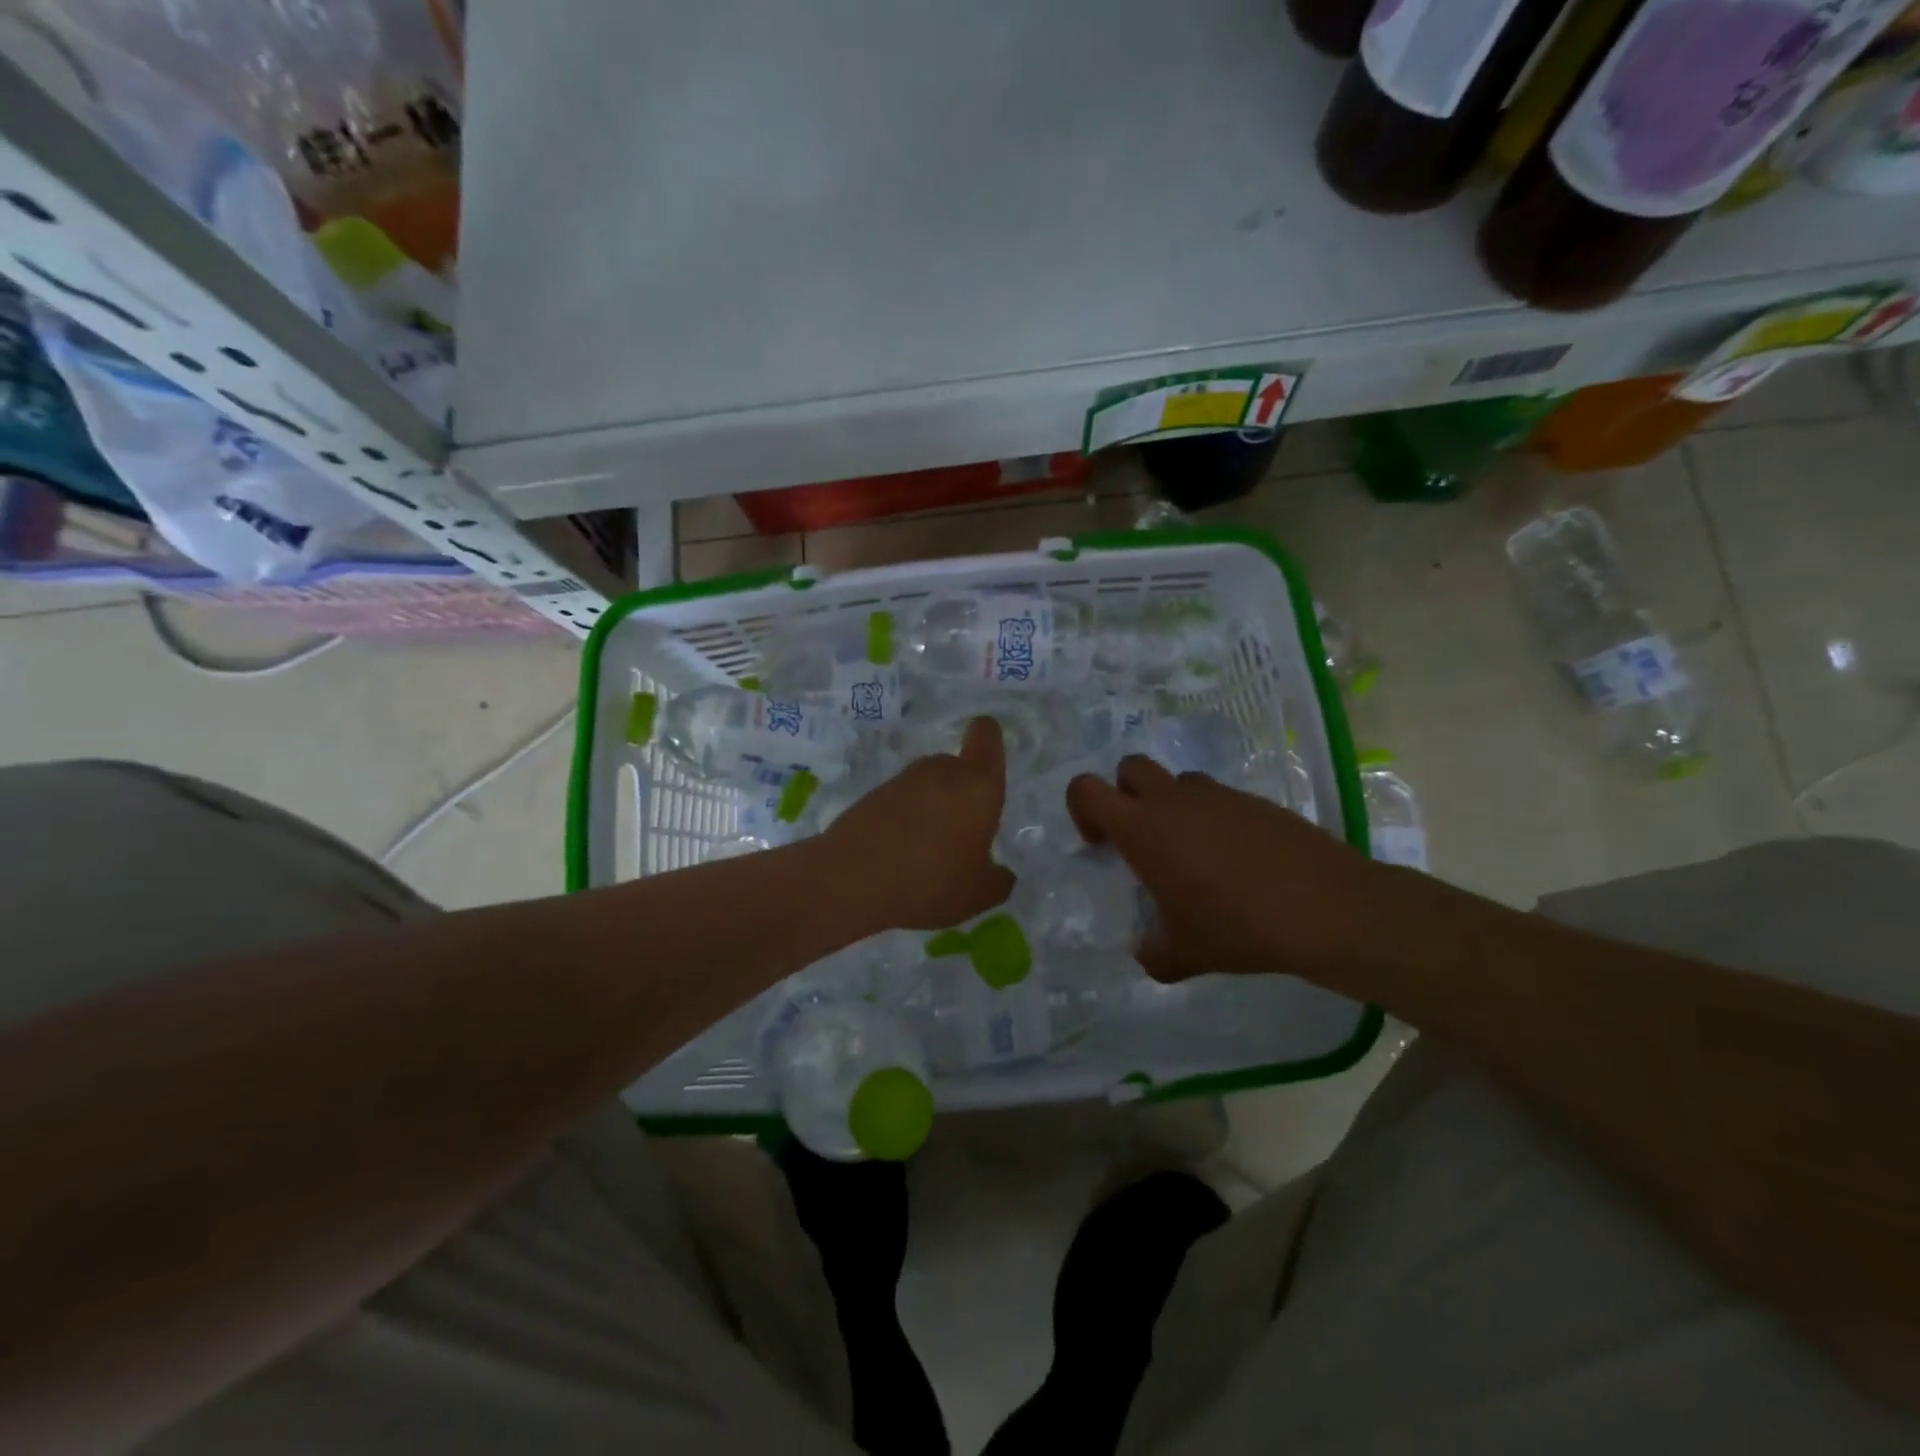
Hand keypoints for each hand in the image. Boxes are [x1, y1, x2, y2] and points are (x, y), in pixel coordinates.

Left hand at [823, 716, 1015, 930]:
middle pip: (957, 765)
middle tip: (962, 833)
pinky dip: (905, 818)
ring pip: (929, 784)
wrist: (850, 881)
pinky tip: (900, 855)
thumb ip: (999, 880)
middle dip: (962, 792)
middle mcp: (941, 771)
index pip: (986, 734)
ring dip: (933, 807)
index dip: (989, 740)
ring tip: (928, 851)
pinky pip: (902, 800)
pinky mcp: (873, 794)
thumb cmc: (929, 882)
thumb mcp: (978, 895)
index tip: (989, 766)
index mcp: (977, 785)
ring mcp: (903, 780)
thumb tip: (1002, 874)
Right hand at [1066, 755, 1420, 984]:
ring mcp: (1217, 795)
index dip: (1083, 810)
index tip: (1102, 845)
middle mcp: (1173, 801)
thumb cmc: (1237, 927)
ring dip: (1172, 806)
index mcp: (1143, 828)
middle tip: (1142, 839)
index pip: (1086, 789)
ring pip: (1177, 782)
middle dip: (1125, 794)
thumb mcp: (1183, 954)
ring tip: (1194, 854)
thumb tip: (1145, 951)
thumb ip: (1152, 952)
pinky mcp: (1254, 800)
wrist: (1324, 908)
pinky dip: (1213, 819)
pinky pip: (1218, 798)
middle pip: (1130, 768)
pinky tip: (1236, 861)